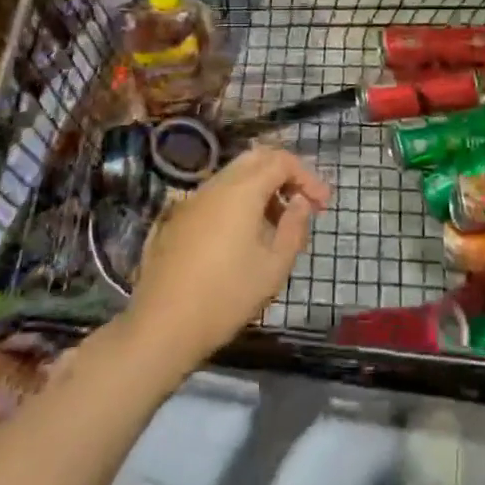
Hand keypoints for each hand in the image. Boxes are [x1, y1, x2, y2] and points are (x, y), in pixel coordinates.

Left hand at [126, 147, 329, 367]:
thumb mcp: (274, 267)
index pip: (281, 160)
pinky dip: (239, 201)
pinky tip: (244, 237)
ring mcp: (193, 200)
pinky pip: (216, 196)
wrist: (162, 326)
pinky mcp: (178, 220)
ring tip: (277, 224)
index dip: (307, 176)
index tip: (323, 204)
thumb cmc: (226, 296)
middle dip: (284, 173)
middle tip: (301, 202)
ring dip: (261, 188)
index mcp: (242, 190)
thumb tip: (301, 202)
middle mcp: (216, 185)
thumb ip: (294, 228)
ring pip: (234, 176)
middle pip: (256, 158)